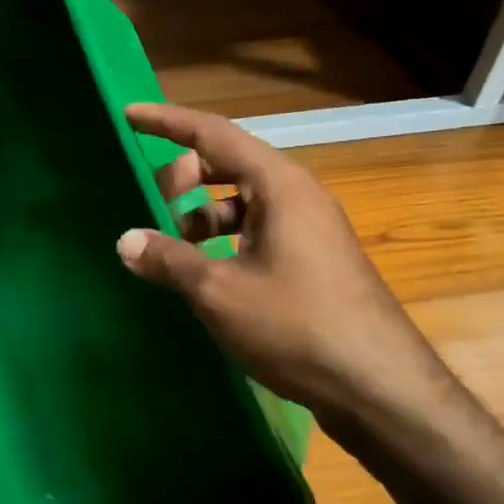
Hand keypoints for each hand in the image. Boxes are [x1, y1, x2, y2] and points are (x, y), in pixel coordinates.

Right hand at [115, 102, 462, 442]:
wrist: (379, 387)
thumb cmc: (297, 327)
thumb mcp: (220, 293)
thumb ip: (168, 260)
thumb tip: (125, 240)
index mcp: (278, 185)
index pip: (213, 134)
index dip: (168, 122)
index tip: (129, 116)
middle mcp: (296, 195)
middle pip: (228, 163)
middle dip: (182, 176)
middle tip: (148, 203)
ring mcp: (308, 228)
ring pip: (241, 200)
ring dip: (201, 213)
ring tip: (170, 246)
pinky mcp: (311, 260)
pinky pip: (256, 229)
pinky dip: (223, 239)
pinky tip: (203, 272)